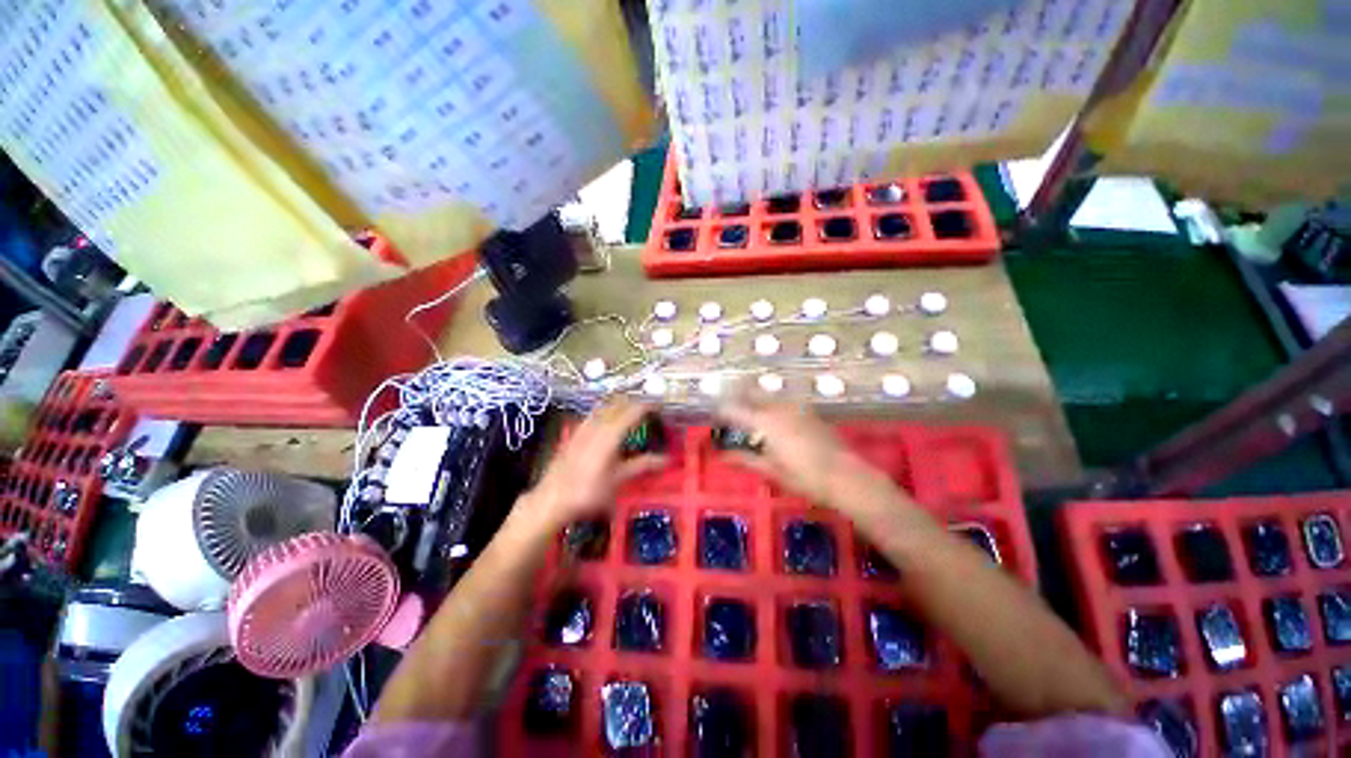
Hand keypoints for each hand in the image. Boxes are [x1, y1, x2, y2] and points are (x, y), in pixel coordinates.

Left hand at [521, 398, 666, 528]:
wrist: (551, 498)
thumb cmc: (588, 491)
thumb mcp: (618, 479)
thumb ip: (642, 465)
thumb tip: (666, 459)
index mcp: (610, 433)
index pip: (633, 411)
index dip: (648, 406)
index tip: (660, 406)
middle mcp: (597, 424)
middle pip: (618, 404)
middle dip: (635, 402)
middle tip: (649, 408)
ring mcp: (583, 427)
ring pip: (605, 406)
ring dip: (620, 404)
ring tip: (631, 409)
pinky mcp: (574, 432)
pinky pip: (594, 413)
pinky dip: (606, 410)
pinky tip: (607, 419)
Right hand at [716, 398, 891, 507]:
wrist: (846, 476)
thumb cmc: (805, 477)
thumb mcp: (771, 471)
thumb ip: (745, 459)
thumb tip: (722, 456)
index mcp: (765, 422)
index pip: (735, 409)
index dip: (721, 411)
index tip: (714, 418)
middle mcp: (778, 407)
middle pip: (751, 391)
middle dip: (736, 395)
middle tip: (727, 407)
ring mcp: (795, 406)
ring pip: (767, 393)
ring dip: (753, 397)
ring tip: (747, 409)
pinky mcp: (808, 410)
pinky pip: (782, 399)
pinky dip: (770, 402)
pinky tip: (772, 414)